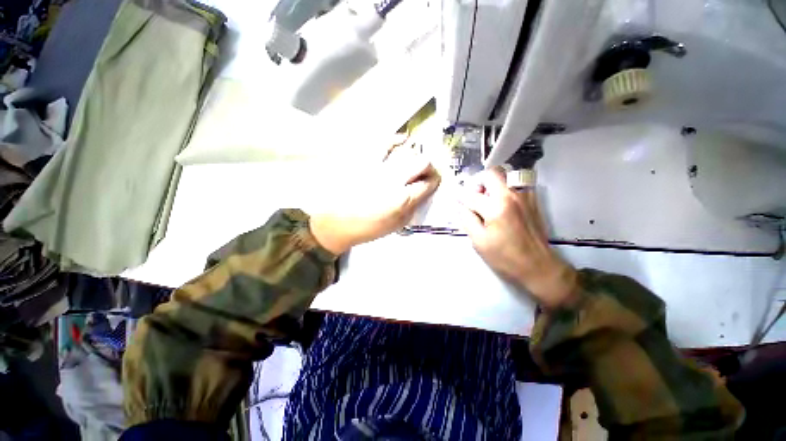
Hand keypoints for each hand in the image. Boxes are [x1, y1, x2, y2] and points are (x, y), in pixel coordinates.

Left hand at [310, 139, 440, 254]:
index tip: (432, 183)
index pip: (428, 183)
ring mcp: (378, 167)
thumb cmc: (367, 228)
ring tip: (414, 159)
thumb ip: (413, 208)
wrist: (336, 222)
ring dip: (415, 154)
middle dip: (428, 167)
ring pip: (405, 150)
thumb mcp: (397, 225)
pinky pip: (383, 143)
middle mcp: (393, 179)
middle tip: (424, 173)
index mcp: (402, 199)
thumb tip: (422, 194)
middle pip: (421, 161)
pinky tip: (401, 140)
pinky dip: (395, 139)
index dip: (434, 181)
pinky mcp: (365, 160)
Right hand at [458, 167, 577, 308]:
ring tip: (488, 200)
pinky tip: (502, 203)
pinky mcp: (532, 200)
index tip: (456, 199)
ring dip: (492, 183)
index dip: (460, 197)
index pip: (471, 195)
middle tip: (474, 196)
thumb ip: (467, 220)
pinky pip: (516, 183)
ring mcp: (525, 196)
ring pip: (505, 175)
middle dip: (478, 182)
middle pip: (491, 173)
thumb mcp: (479, 242)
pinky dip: (504, 188)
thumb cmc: (505, 257)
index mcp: (496, 208)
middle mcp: (511, 195)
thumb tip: (460, 206)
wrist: (538, 266)